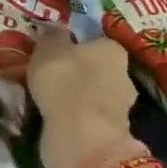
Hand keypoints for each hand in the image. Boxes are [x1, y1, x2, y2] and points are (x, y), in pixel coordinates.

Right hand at [28, 26, 138, 167]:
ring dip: (72, 99)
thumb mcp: (48, 50)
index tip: (50, 54)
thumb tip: (54, 28)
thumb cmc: (66, 84)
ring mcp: (119, 108)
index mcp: (112, 49)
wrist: (81, 139)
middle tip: (45, 78)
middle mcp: (123, 75)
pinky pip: (85, 119)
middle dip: (74, 74)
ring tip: (43, 101)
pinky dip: (71, 120)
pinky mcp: (109, 133)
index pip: (92, 41)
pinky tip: (52, 121)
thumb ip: (51, 37)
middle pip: (93, 69)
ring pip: (89, 96)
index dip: (71, 46)